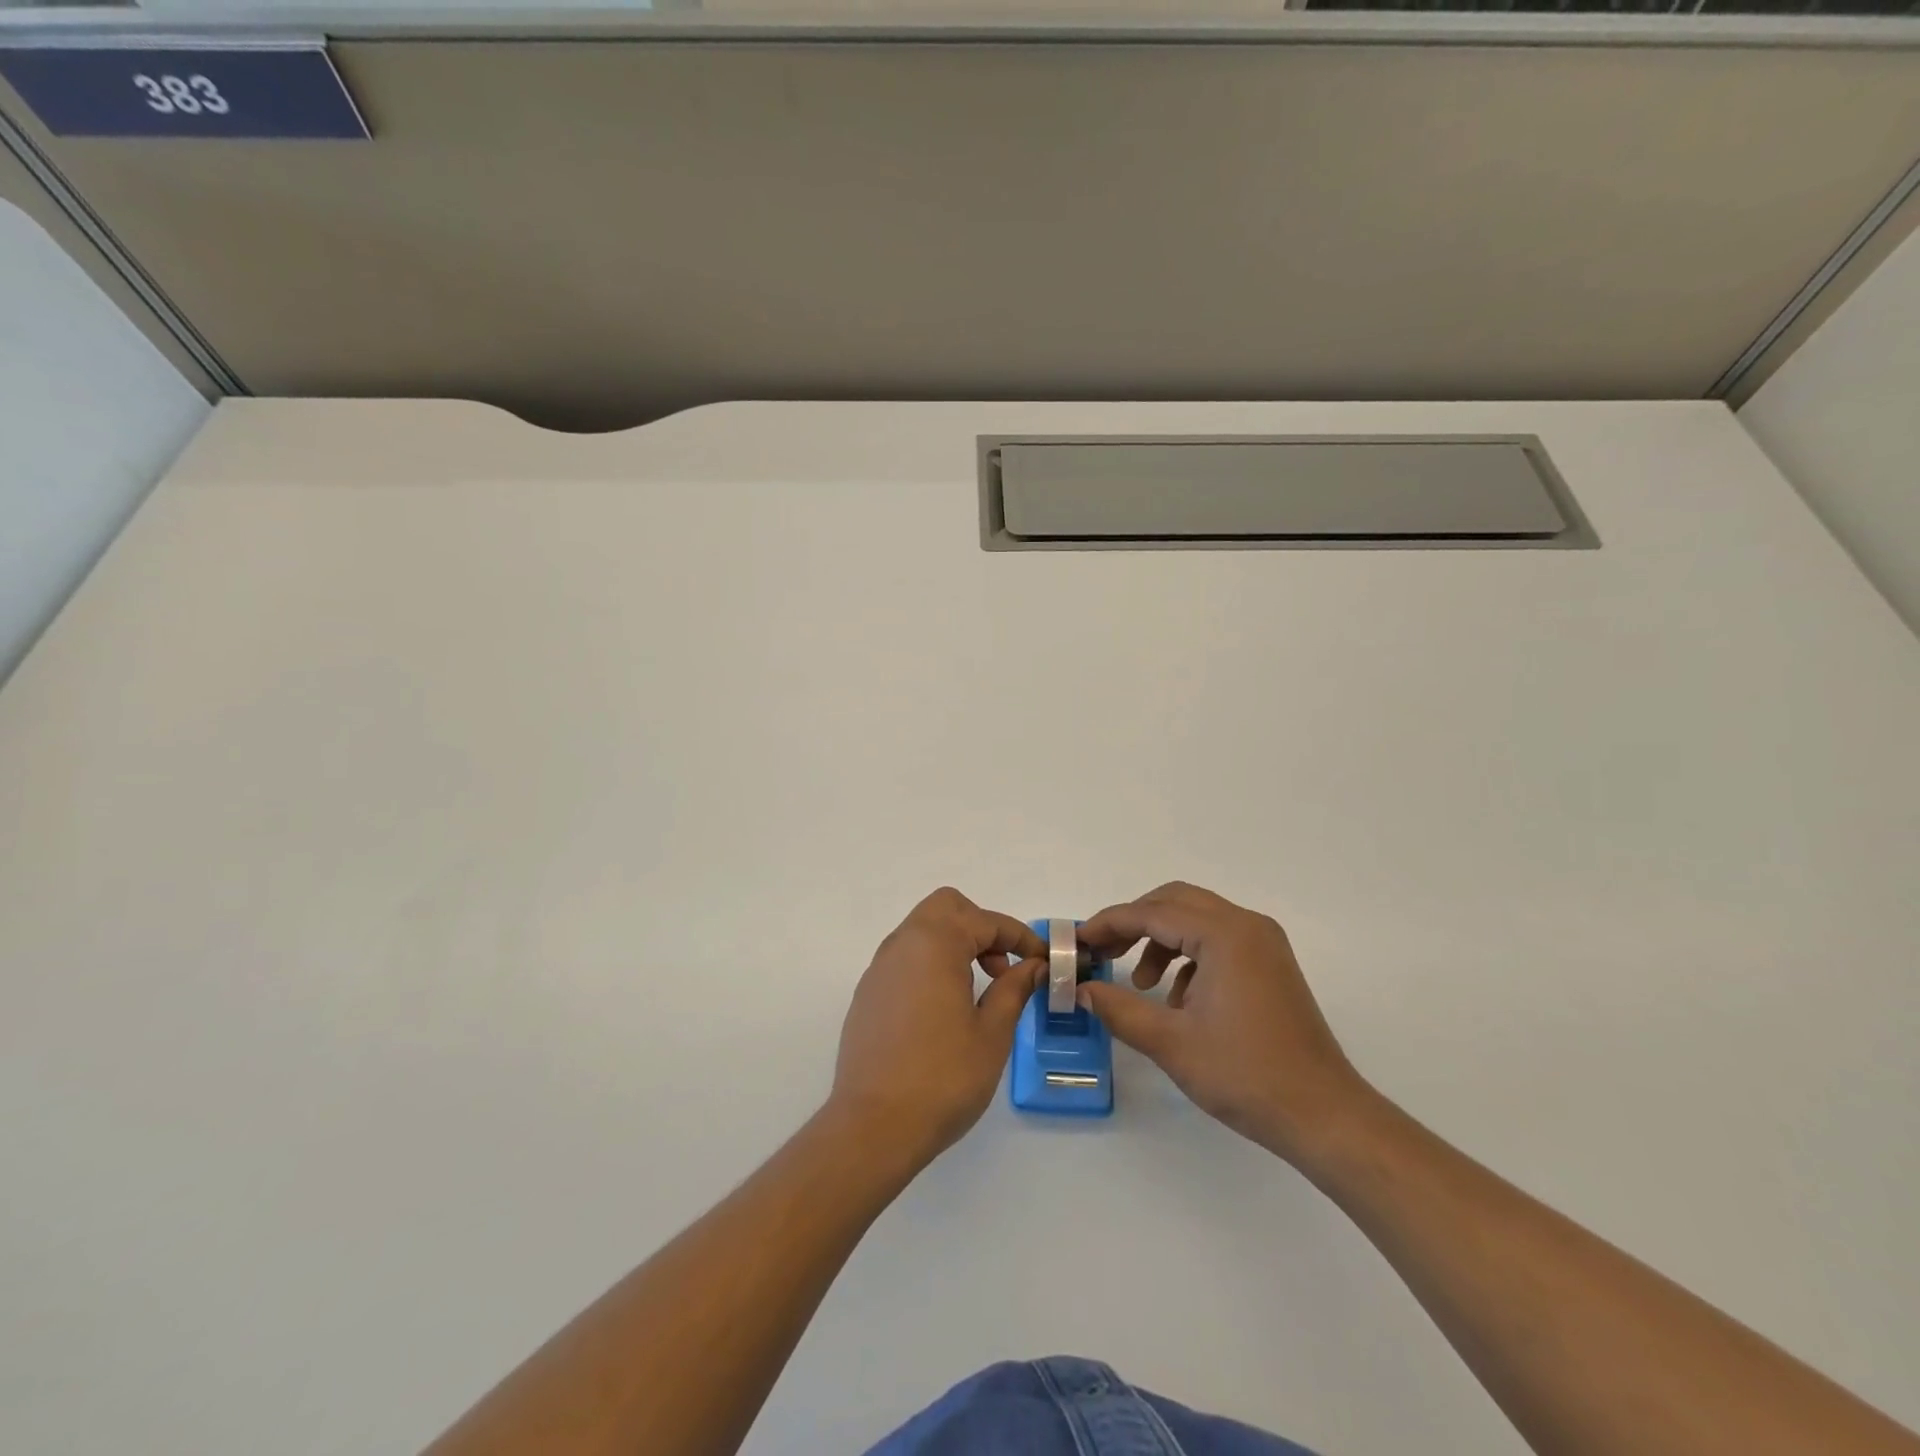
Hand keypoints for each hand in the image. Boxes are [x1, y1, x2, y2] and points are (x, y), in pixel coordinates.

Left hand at [829, 888, 1044, 1165]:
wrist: (873, 1127)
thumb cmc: (943, 1077)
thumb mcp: (992, 1033)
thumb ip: (1013, 989)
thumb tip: (1032, 966)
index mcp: (934, 943)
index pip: (985, 920)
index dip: (1019, 936)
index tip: (1042, 960)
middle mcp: (902, 944)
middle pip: (946, 908)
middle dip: (981, 927)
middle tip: (1001, 967)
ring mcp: (879, 968)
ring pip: (922, 930)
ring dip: (955, 944)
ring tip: (977, 992)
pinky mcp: (868, 994)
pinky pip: (905, 959)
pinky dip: (931, 964)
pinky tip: (944, 1009)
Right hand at [1078, 882, 1368, 1162]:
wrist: (1323, 1116)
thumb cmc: (1245, 1075)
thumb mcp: (1170, 1042)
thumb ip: (1119, 1008)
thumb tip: (1081, 990)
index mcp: (1224, 934)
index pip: (1151, 912)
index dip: (1108, 924)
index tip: (1077, 942)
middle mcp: (1246, 925)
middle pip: (1174, 902)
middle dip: (1133, 923)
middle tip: (1102, 953)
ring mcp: (1264, 943)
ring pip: (1196, 919)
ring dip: (1160, 941)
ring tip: (1141, 985)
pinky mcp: (1271, 964)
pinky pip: (1218, 941)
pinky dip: (1188, 956)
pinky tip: (1178, 1000)